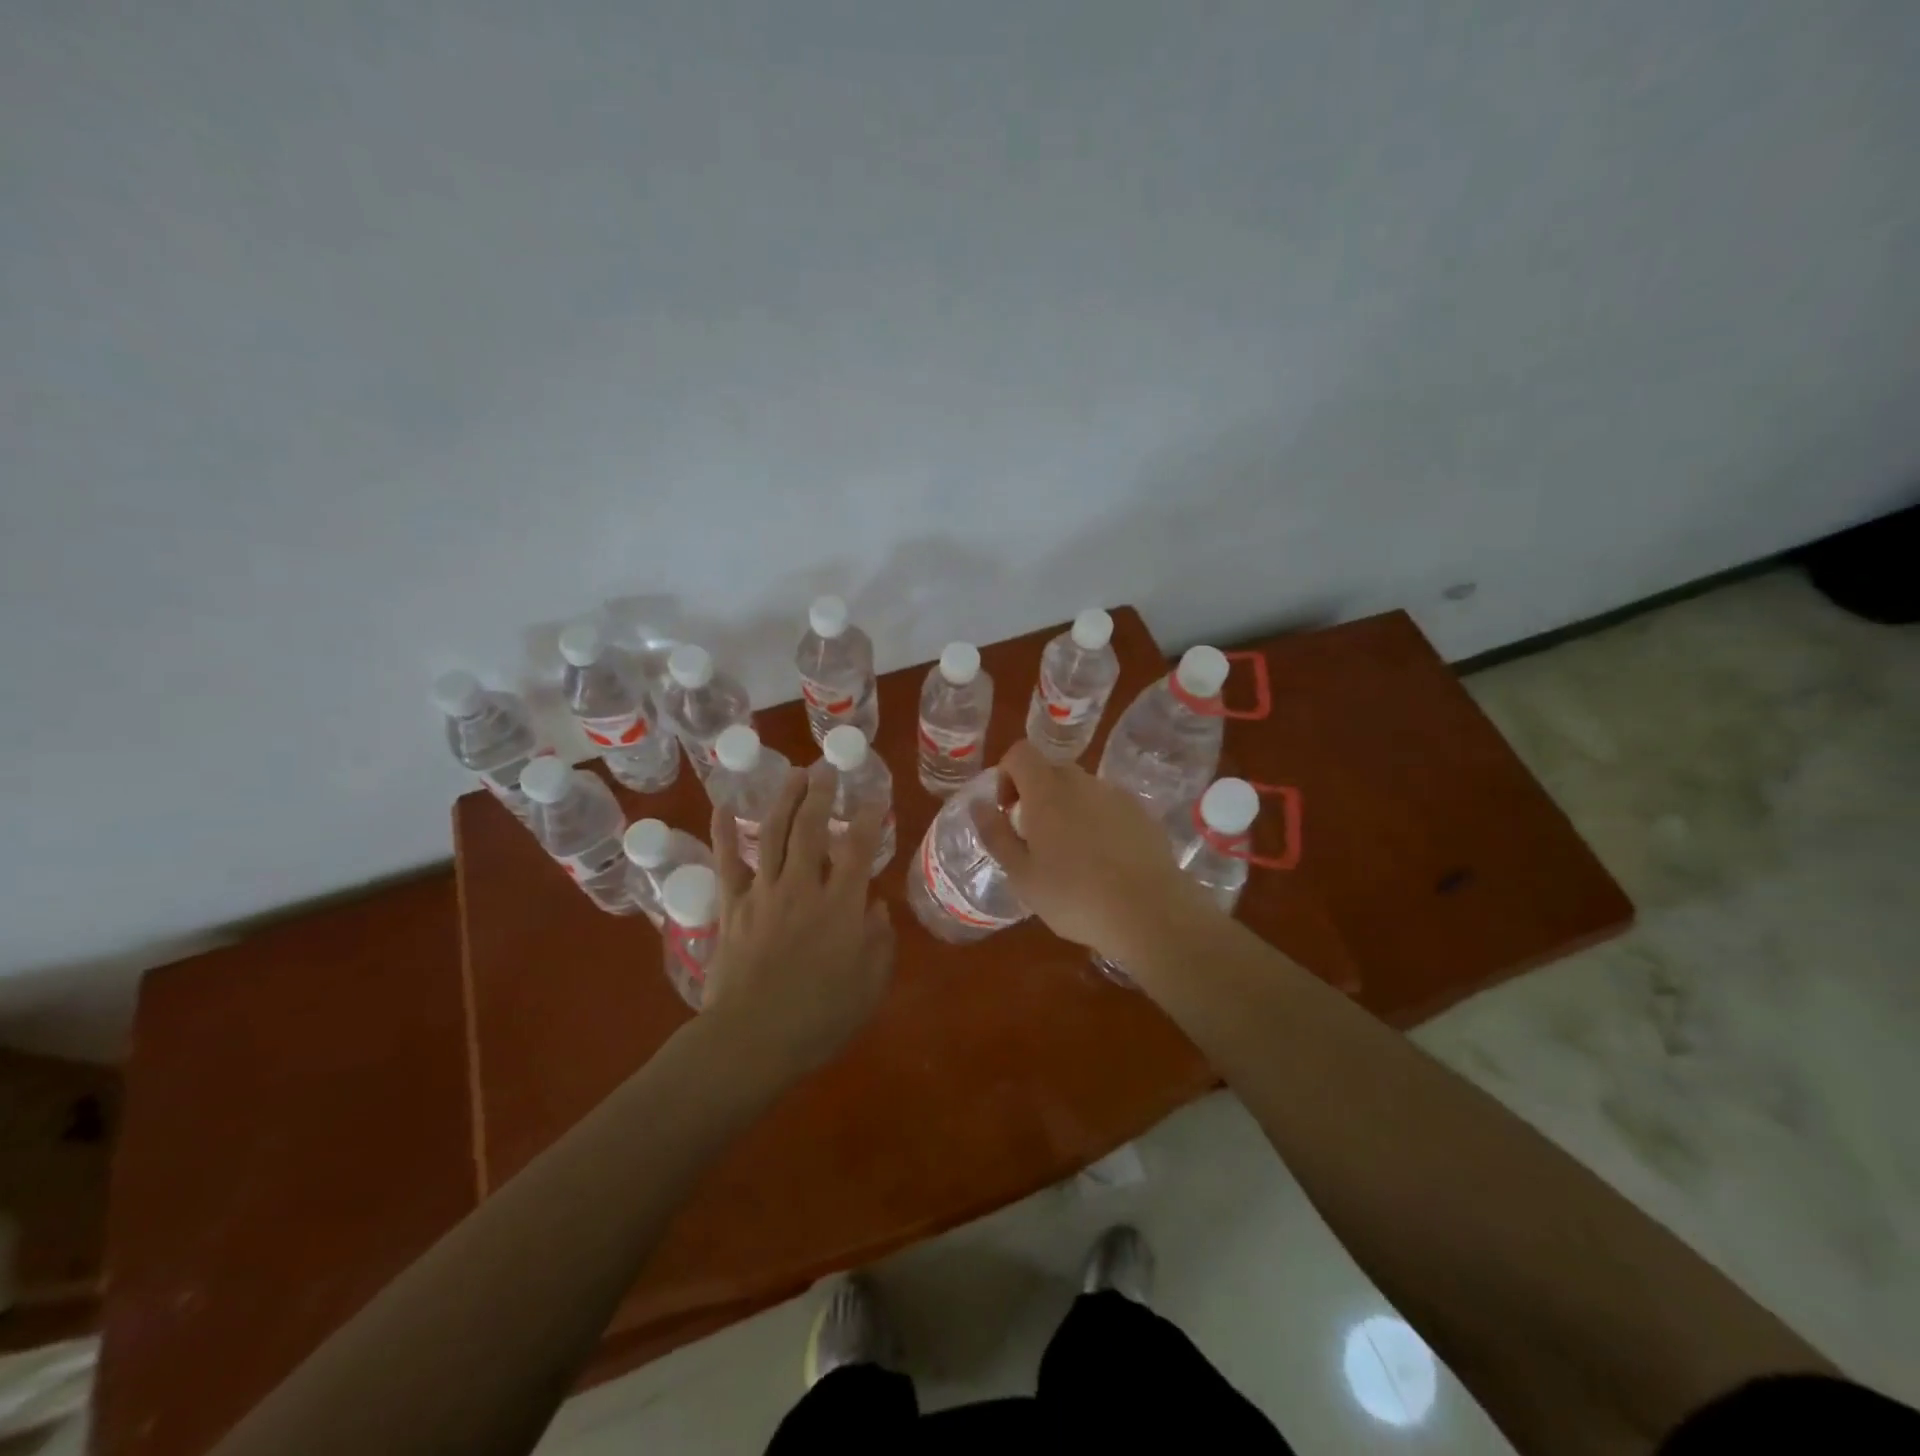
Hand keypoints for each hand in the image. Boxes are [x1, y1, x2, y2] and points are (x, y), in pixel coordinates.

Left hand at [703, 761, 894, 1079]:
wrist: (752, 1040)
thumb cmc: (818, 1018)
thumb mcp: (869, 986)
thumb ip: (879, 942)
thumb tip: (877, 908)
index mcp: (841, 905)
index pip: (858, 848)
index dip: (868, 818)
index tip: (874, 798)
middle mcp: (803, 888)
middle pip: (812, 828)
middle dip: (822, 794)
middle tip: (827, 769)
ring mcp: (764, 893)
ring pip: (774, 834)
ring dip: (785, 800)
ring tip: (795, 774)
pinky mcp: (732, 906)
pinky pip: (727, 861)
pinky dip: (723, 832)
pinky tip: (722, 806)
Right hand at [971, 740, 1204, 958]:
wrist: (1149, 912)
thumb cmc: (1073, 896)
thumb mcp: (1021, 874)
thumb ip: (996, 834)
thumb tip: (979, 805)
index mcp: (1047, 790)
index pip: (1020, 753)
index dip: (1007, 775)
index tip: (1008, 812)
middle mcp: (1082, 782)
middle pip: (1051, 770)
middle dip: (1036, 796)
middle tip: (1035, 840)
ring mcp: (1116, 795)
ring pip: (1081, 790)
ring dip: (1068, 809)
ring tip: (1072, 856)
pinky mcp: (1142, 813)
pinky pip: (1108, 806)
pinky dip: (1098, 822)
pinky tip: (1104, 862)